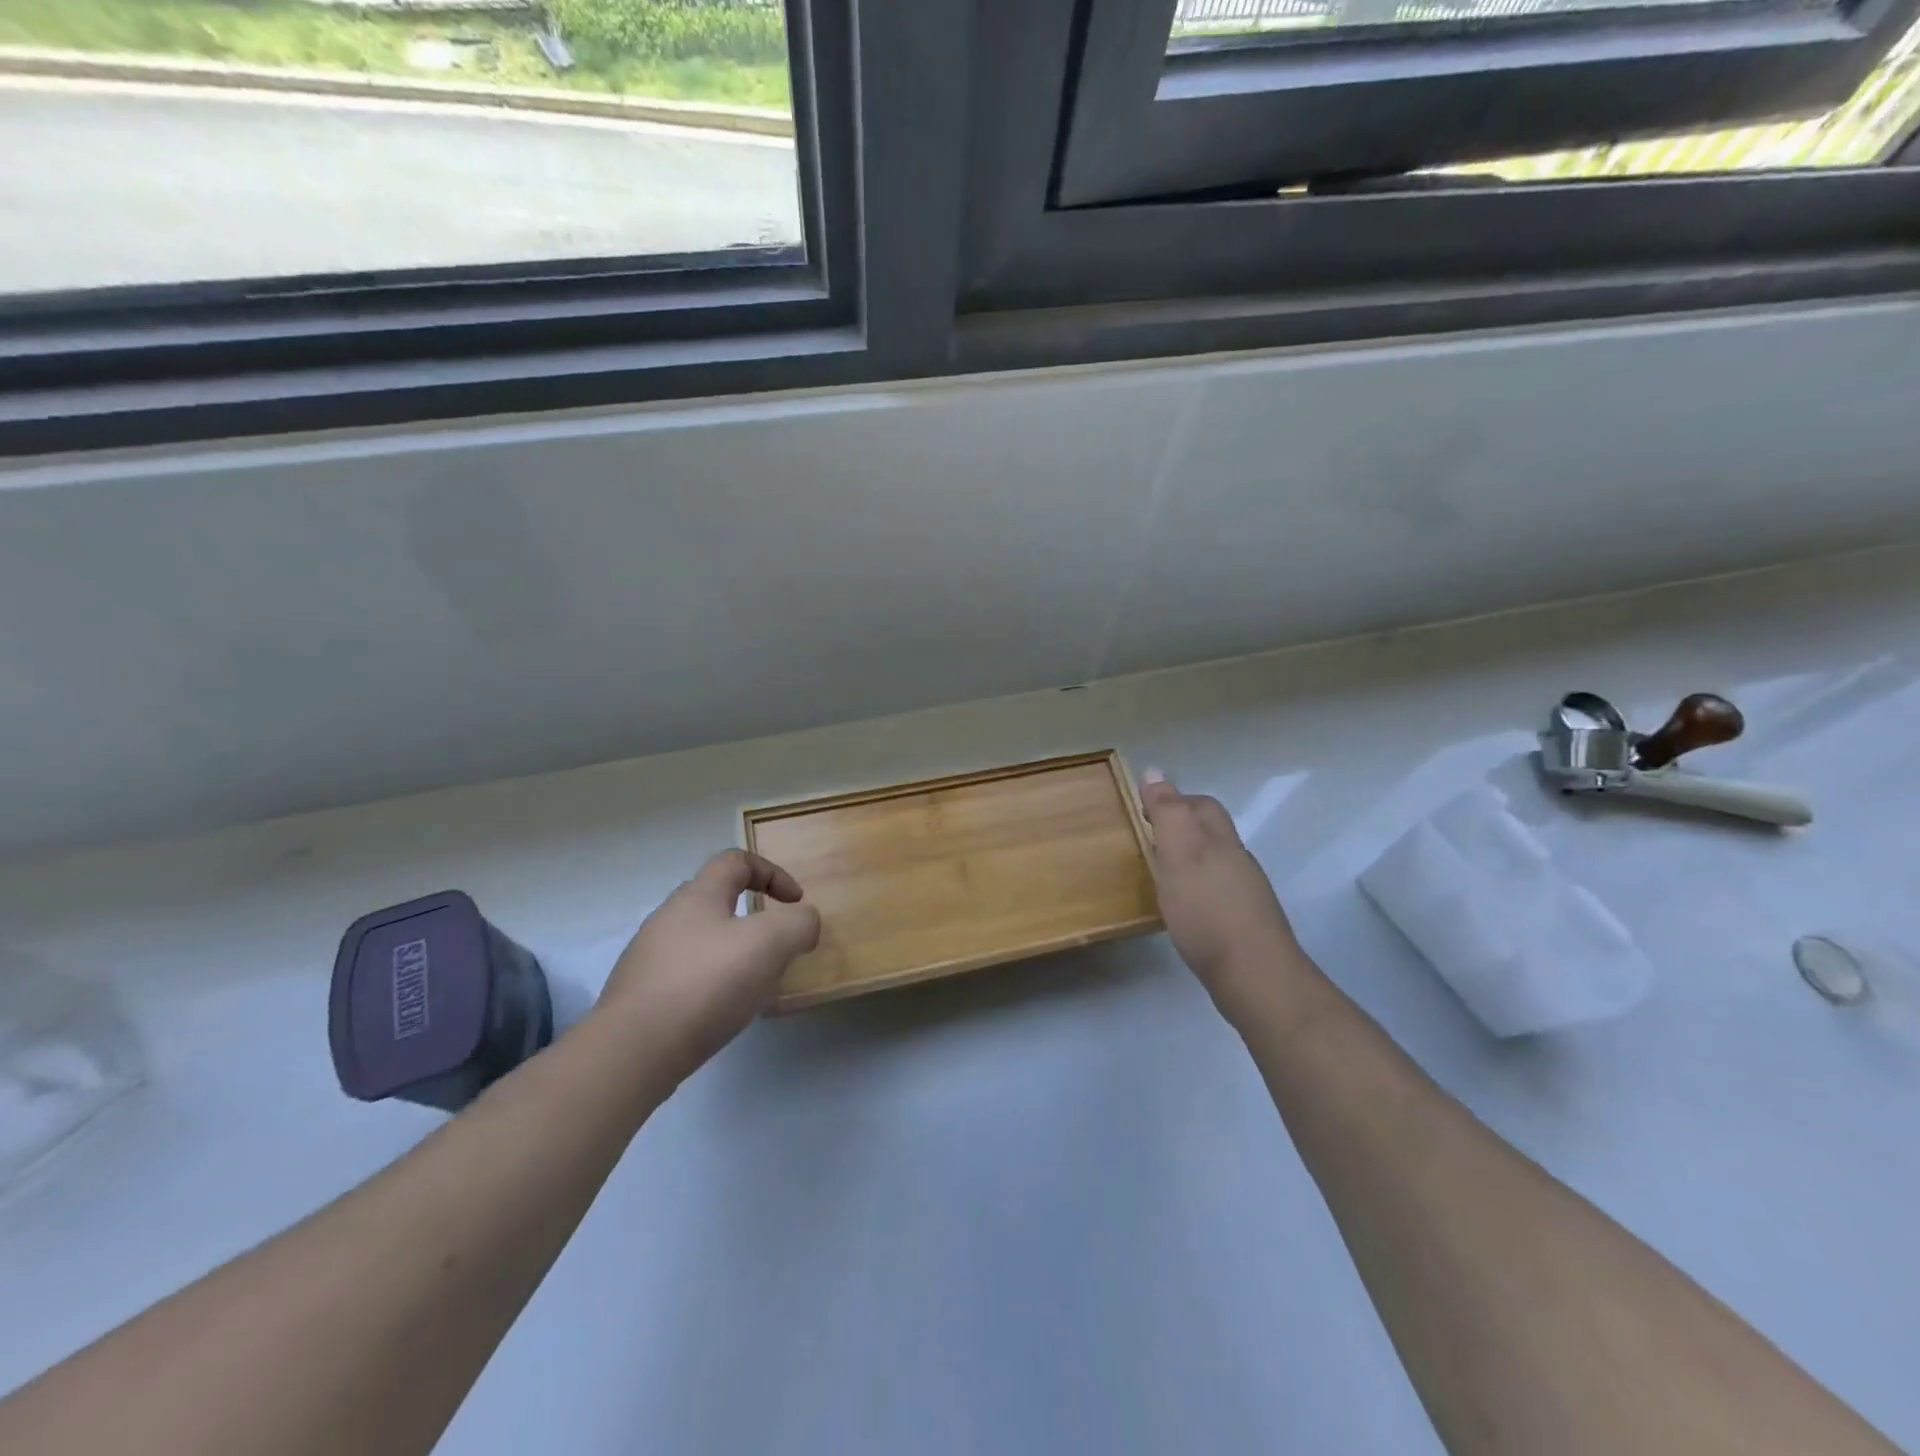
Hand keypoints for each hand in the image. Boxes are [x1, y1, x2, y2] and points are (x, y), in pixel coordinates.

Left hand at [597, 850, 820, 1083]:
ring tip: (755, 986)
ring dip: (734, 955)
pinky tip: (723, 1013)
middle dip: (754, 919)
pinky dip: (712, 985)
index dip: (772, 873)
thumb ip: (798, 924)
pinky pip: (686, 977)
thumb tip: (804, 921)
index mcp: (698, 895)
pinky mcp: (640, 996)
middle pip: (717, 901)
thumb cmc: (706, 983)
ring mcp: (649, 958)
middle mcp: (668, 918)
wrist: (632, 1052)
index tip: (795, 903)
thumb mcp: (770, 943)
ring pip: (702, 942)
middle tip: (777, 948)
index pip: (736, 861)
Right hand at [1140, 770, 1306, 1028]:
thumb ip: (1168, 814)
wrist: (1255, 977)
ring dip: (1190, 859)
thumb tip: (1154, 771)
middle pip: (1213, 832)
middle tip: (1149, 838)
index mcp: (1221, 840)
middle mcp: (1237, 861)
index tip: (1143, 810)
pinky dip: (1198, 889)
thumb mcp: (1179, 855)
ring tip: (1161, 873)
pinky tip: (1184, 908)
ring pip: (1216, 862)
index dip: (1175, 800)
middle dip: (1184, 827)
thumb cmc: (1208, 912)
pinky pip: (1218, 892)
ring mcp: (1245, 894)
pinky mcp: (1244, 924)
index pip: (1201, 805)